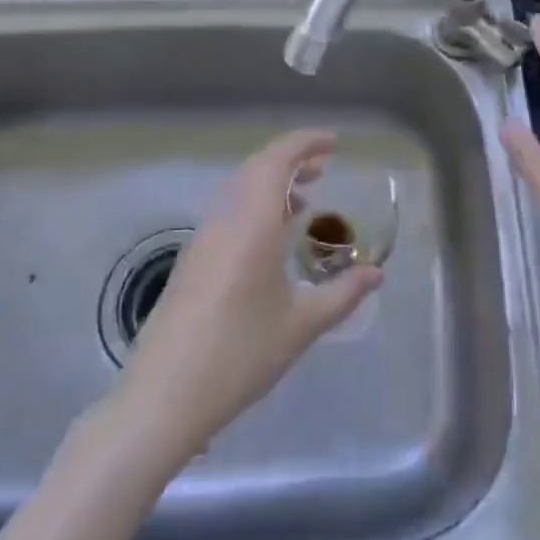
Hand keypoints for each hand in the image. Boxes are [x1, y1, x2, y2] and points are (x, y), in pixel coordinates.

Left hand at [120, 130, 382, 457]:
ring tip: (303, 202)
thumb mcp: (301, 326)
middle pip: (257, 167)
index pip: (277, 159)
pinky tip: (271, 239)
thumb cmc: (239, 354)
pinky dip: (255, 206)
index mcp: (251, 223)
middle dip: (292, 159)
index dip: (305, 142)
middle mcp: (224, 219)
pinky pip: (228, 212)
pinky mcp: (191, 260)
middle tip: (324, 168)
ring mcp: (202, 238)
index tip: (334, 143)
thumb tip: (376, 273)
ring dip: (271, 183)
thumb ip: (342, 293)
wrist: (163, 397)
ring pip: (239, 189)